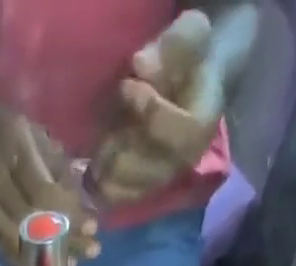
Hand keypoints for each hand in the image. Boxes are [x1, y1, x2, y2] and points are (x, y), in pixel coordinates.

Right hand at [0, 88, 99, 263]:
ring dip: (45, 258)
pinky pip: (0, 249)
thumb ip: (55, 165)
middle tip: (90, 252)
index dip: (70, 215)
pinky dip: (24, 259)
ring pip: (16, 243)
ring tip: (70, 265)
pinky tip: (42, 265)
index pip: (45, 194)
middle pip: (32, 224)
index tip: (94, 227)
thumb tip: (79, 202)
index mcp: (10, 150)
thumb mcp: (30, 131)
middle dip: (64, 241)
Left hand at [90, 10, 224, 206]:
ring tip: (104, 140)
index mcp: (201, 127)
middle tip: (111, 120)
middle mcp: (182, 163)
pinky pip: (114, 198)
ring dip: (107, 165)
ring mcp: (159, 181)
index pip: (179, 133)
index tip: (126, 86)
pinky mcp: (139, 191)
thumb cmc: (187, 60)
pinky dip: (98, 182)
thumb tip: (141, 66)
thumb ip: (172, 48)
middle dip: (122, 144)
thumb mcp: (189, 37)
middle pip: (147, 169)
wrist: (184, 87)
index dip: (150, 111)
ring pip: (126, 187)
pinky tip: (94, 162)